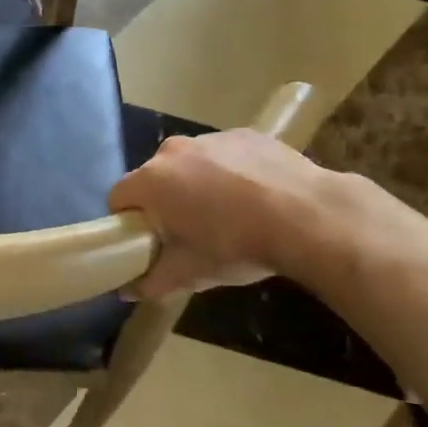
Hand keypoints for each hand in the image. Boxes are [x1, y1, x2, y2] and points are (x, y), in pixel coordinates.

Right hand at [108, 129, 340, 298]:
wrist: (309, 216)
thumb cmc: (236, 245)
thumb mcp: (190, 273)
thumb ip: (151, 281)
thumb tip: (126, 292)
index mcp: (151, 181)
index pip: (118, 198)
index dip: (128, 222)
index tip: (149, 241)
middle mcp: (173, 151)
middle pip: (153, 177)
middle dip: (163, 201)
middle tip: (188, 232)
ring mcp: (211, 138)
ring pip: (189, 164)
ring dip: (196, 184)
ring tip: (227, 214)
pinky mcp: (246, 134)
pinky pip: (223, 155)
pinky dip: (230, 172)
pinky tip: (255, 196)